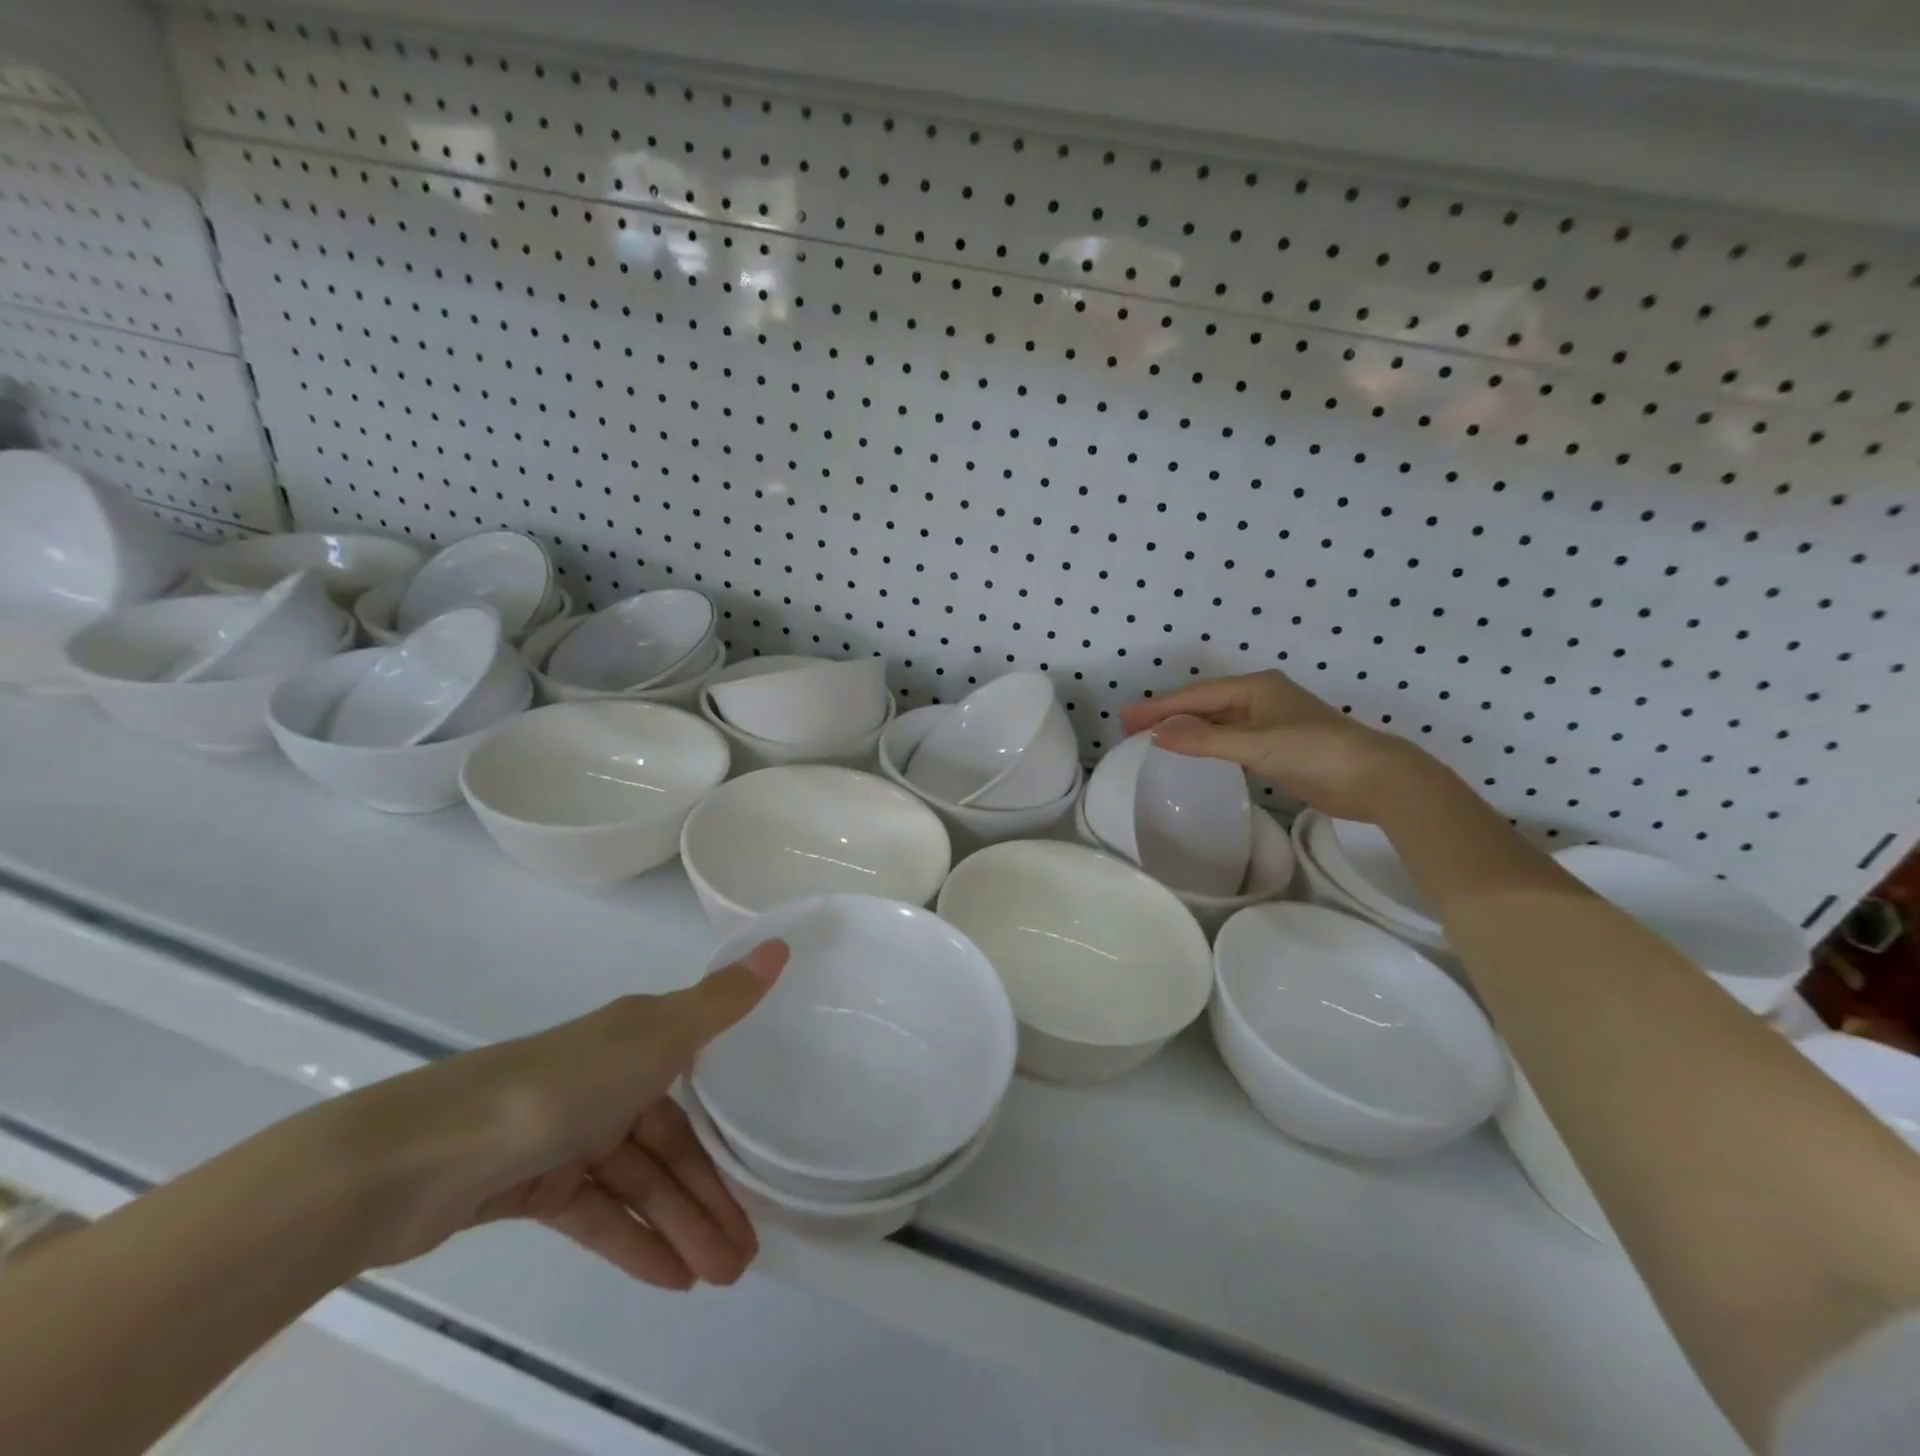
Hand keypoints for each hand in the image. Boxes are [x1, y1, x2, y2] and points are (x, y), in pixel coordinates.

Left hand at [331, 941, 788, 1289]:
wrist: (426, 1152)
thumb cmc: (564, 1085)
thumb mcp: (658, 1035)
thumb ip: (723, 1001)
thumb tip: (782, 944)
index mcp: (638, 1041)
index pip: (699, 1092)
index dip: (733, 1134)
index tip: (767, 1176)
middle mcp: (609, 1081)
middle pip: (672, 1146)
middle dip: (710, 1199)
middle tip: (745, 1258)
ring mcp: (570, 1134)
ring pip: (639, 1185)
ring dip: (679, 1228)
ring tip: (717, 1278)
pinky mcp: (533, 1185)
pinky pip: (598, 1213)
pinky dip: (633, 1242)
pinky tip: (670, 1279)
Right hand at [1119, 670, 1437, 822]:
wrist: (1374, 779)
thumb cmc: (1314, 751)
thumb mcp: (1255, 744)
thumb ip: (1204, 740)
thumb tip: (1156, 734)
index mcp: (1255, 687)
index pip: (1196, 695)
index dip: (1160, 706)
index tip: (1126, 718)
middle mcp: (1260, 698)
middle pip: (1204, 704)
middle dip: (1168, 714)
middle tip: (1131, 727)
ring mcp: (1270, 723)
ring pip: (1217, 723)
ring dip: (1186, 730)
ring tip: (1153, 740)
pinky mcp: (1277, 747)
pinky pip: (1230, 741)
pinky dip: (1207, 745)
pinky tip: (1192, 755)